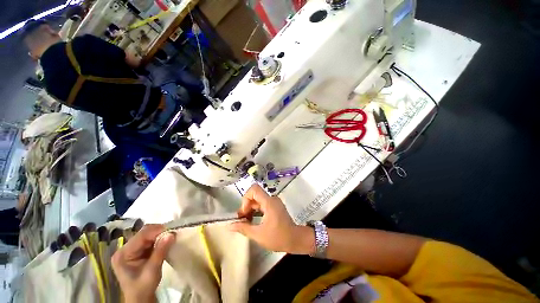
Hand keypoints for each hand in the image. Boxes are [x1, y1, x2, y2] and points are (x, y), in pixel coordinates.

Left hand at [111, 224, 174, 302]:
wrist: (140, 299)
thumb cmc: (143, 288)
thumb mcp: (152, 271)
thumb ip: (160, 251)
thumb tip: (171, 234)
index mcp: (123, 254)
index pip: (141, 236)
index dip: (157, 231)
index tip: (172, 231)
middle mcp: (124, 249)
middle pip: (143, 233)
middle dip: (159, 232)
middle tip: (172, 234)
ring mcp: (130, 249)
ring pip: (148, 234)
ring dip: (160, 235)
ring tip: (170, 238)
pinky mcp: (137, 250)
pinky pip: (149, 239)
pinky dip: (159, 239)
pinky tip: (165, 242)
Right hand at [230, 184, 313, 253]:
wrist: (295, 240)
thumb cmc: (278, 237)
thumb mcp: (258, 234)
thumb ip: (243, 228)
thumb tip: (229, 225)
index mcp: (269, 202)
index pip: (254, 190)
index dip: (246, 199)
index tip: (244, 212)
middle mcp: (272, 199)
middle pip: (255, 195)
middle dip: (246, 206)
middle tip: (242, 220)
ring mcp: (274, 202)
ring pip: (258, 200)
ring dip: (250, 209)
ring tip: (246, 222)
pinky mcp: (275, 206)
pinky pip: (262, 204)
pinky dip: (256, 211)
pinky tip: (253, 221)